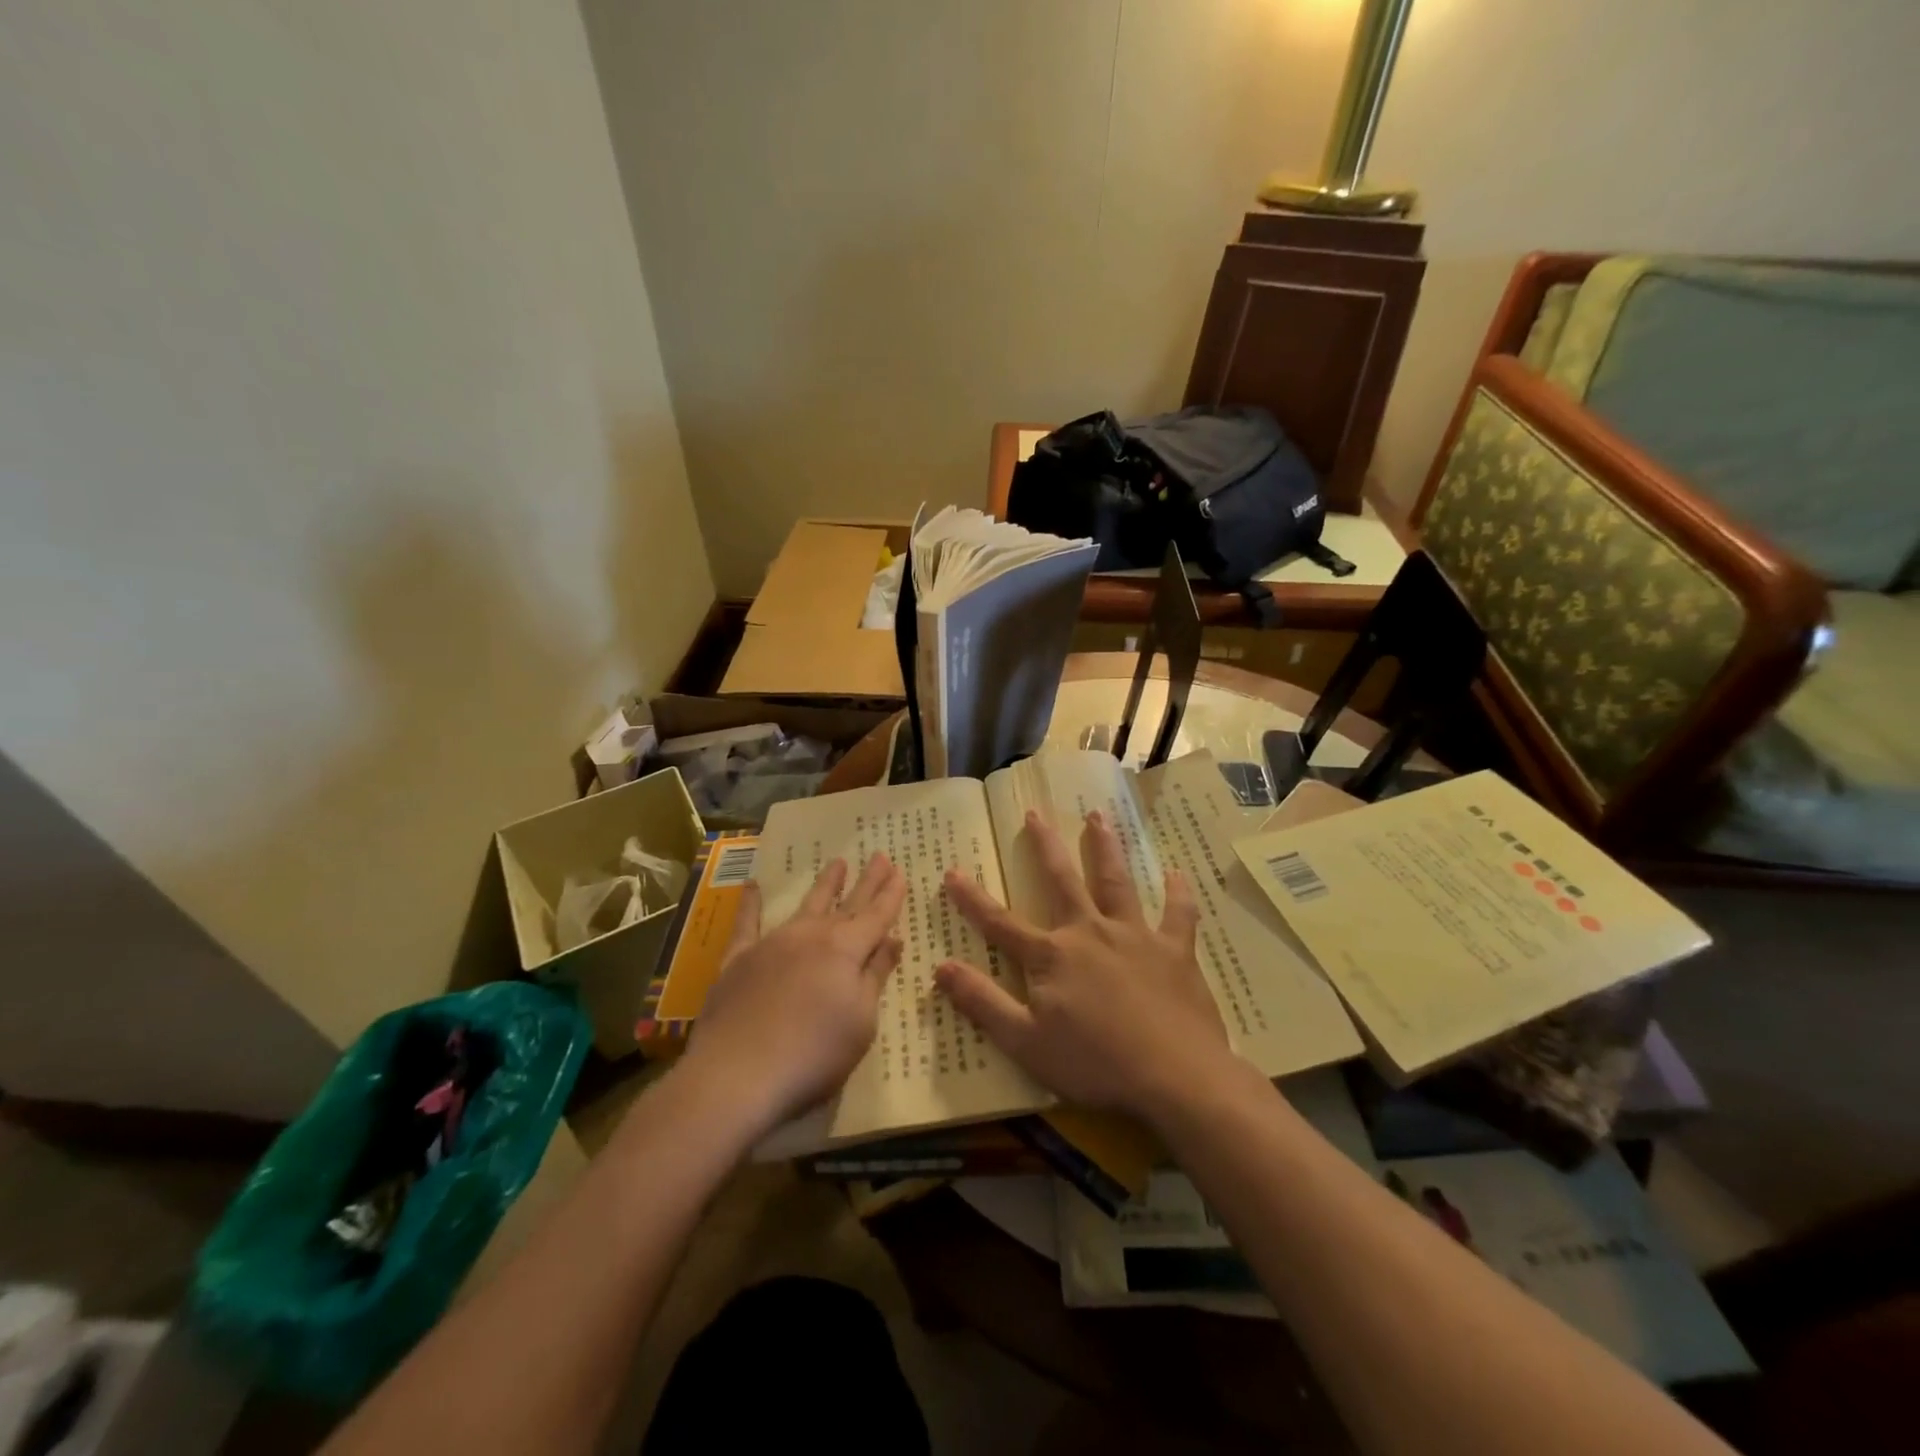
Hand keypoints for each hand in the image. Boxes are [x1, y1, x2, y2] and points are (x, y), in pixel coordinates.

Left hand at [685, 853, 906, 1128]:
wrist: (738, 1075)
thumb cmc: (814, 1054)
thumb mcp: (861, 1021)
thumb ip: (875, 976)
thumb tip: (892, 940)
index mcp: (846, 950)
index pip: (876, 916)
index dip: (890, 895)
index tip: (900, 872)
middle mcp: (812, 936)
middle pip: (847, 904)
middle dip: (866, 881)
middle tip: (880, 856)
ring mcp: (773, 943)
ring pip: (806, 905)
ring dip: (824, 884)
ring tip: (837, 862)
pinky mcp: (738, 960)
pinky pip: (747, 923)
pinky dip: (751, 903)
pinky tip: (753, 885)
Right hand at [936, 810, 1230, 1123]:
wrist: (1175, 1076)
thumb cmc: (1095, 1064)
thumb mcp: (1026, 1042)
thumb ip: (982, 1002)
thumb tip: (940, 967)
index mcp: (1052, 956)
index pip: (1001, 923)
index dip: (973, 899)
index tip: (952, 871)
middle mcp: (1090, 932)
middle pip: (1063, 881)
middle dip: (1046, 846)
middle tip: (1036, 813)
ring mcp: (1135, 936)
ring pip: (1116, 881)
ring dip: (1105, 848)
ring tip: (1098, 817)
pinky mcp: (1175, 950)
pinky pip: (1177, 914)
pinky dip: (1178, 893)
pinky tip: (1178, 874)